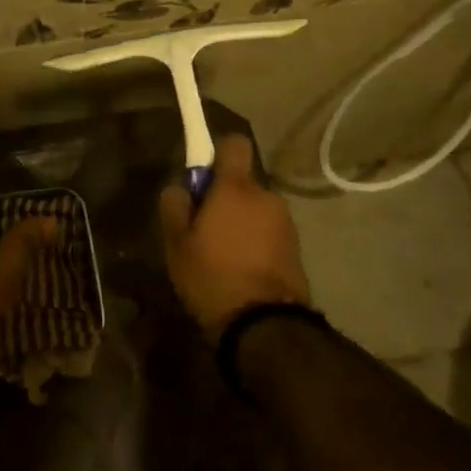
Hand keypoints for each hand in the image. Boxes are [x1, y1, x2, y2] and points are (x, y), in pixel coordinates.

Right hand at [158, 134, 310, 339]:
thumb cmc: (212, 276)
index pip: (234, 144)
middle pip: (242, 182)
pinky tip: (239, 269)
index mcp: (236, 188)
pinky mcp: (296, 248)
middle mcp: (266, 197)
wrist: (264, 326)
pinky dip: (254, 241)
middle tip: (202, 228)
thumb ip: (174, 205)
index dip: (216, 152)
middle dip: (224, 197)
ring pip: (255, 209)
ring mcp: (286, 223)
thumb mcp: (176, 243)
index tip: (201, 176)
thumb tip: (180, 188)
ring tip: (221, 255)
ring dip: (240, 221)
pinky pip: (268, 232)